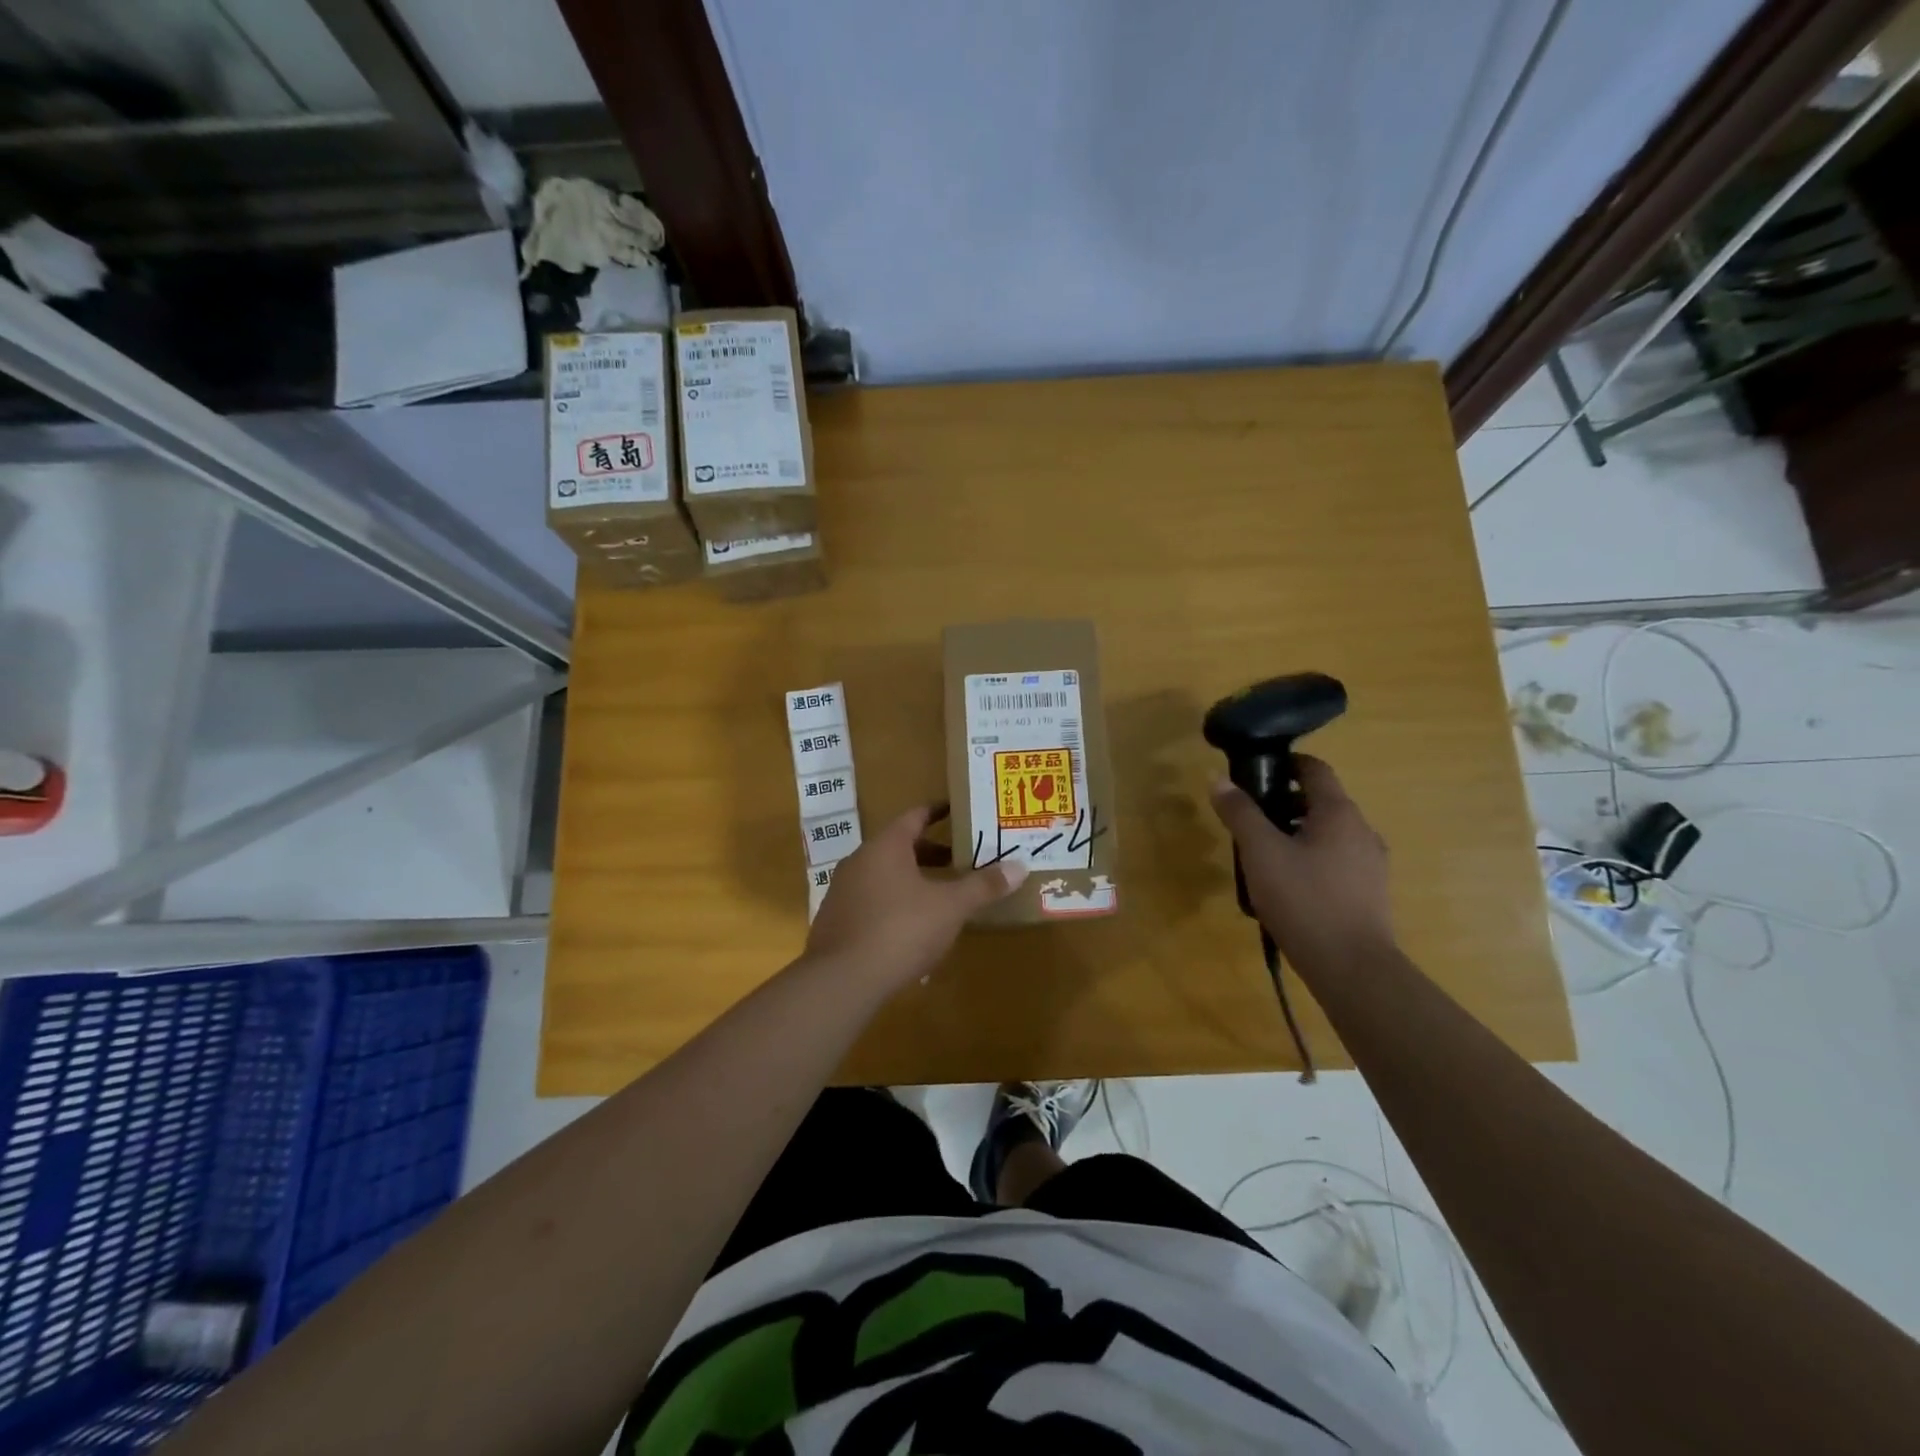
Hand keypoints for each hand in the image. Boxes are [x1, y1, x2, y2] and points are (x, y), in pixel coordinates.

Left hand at [805, 806, 1028, 990]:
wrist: (842, 980)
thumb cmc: (901, 929)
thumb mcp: (950, 907)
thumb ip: (982, 886)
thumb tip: (1019, 866)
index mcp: (886, 846)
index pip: (915, 816)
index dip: (938, 812)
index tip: (957, 811)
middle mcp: (859, 860)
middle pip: (900, 847)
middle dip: (931, 853)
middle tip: (960, 860)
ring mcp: (843, 891)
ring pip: (885, 875)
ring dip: (913, 880)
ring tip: (941, 896)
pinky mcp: (835, 921)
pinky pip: (872, 901)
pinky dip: (895, 904)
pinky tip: (912, 929)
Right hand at [1208, 755, 1394, 975]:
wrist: (1351, 968)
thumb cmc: (1304, 899)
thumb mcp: (1261, 852)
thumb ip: (1240, 813)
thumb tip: (1217, 778)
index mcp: (1339, 813)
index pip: (1315, 769)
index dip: (1285, 763)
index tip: (1255, 772)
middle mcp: (1362, 831)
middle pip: (1321, 802)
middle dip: (1284, 803)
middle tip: (1249, 820)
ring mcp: (1370, 864)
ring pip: (1328, 834)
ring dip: (1296, 834)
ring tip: (1262, 856)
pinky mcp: (1369, 894)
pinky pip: (1335, 862)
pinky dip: (1311, 860)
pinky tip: (1286, 886)